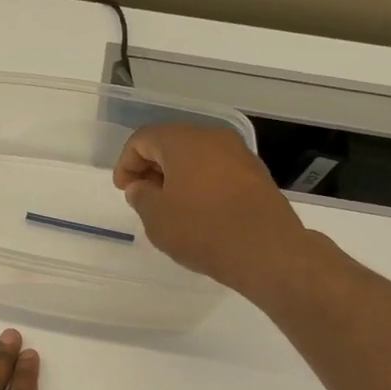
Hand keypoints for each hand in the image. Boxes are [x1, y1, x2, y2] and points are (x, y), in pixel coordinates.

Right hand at [113, 124, 312, 290]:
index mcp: (184, 141)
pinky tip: (196, 211)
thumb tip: (141, 187)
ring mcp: (239, 155)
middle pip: (171, 143)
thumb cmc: (202, 229)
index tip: (124, 190)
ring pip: (196, 156)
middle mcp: (213, 138)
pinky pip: (216, 170)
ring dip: (176, 176)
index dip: (126, 163)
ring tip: (168, 207)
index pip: (142, 139)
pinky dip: (199, 183)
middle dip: (150, 167)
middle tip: (142, 196)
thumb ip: (141, 196)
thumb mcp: (156, 217)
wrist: (266, 251)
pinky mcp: (255, 175)